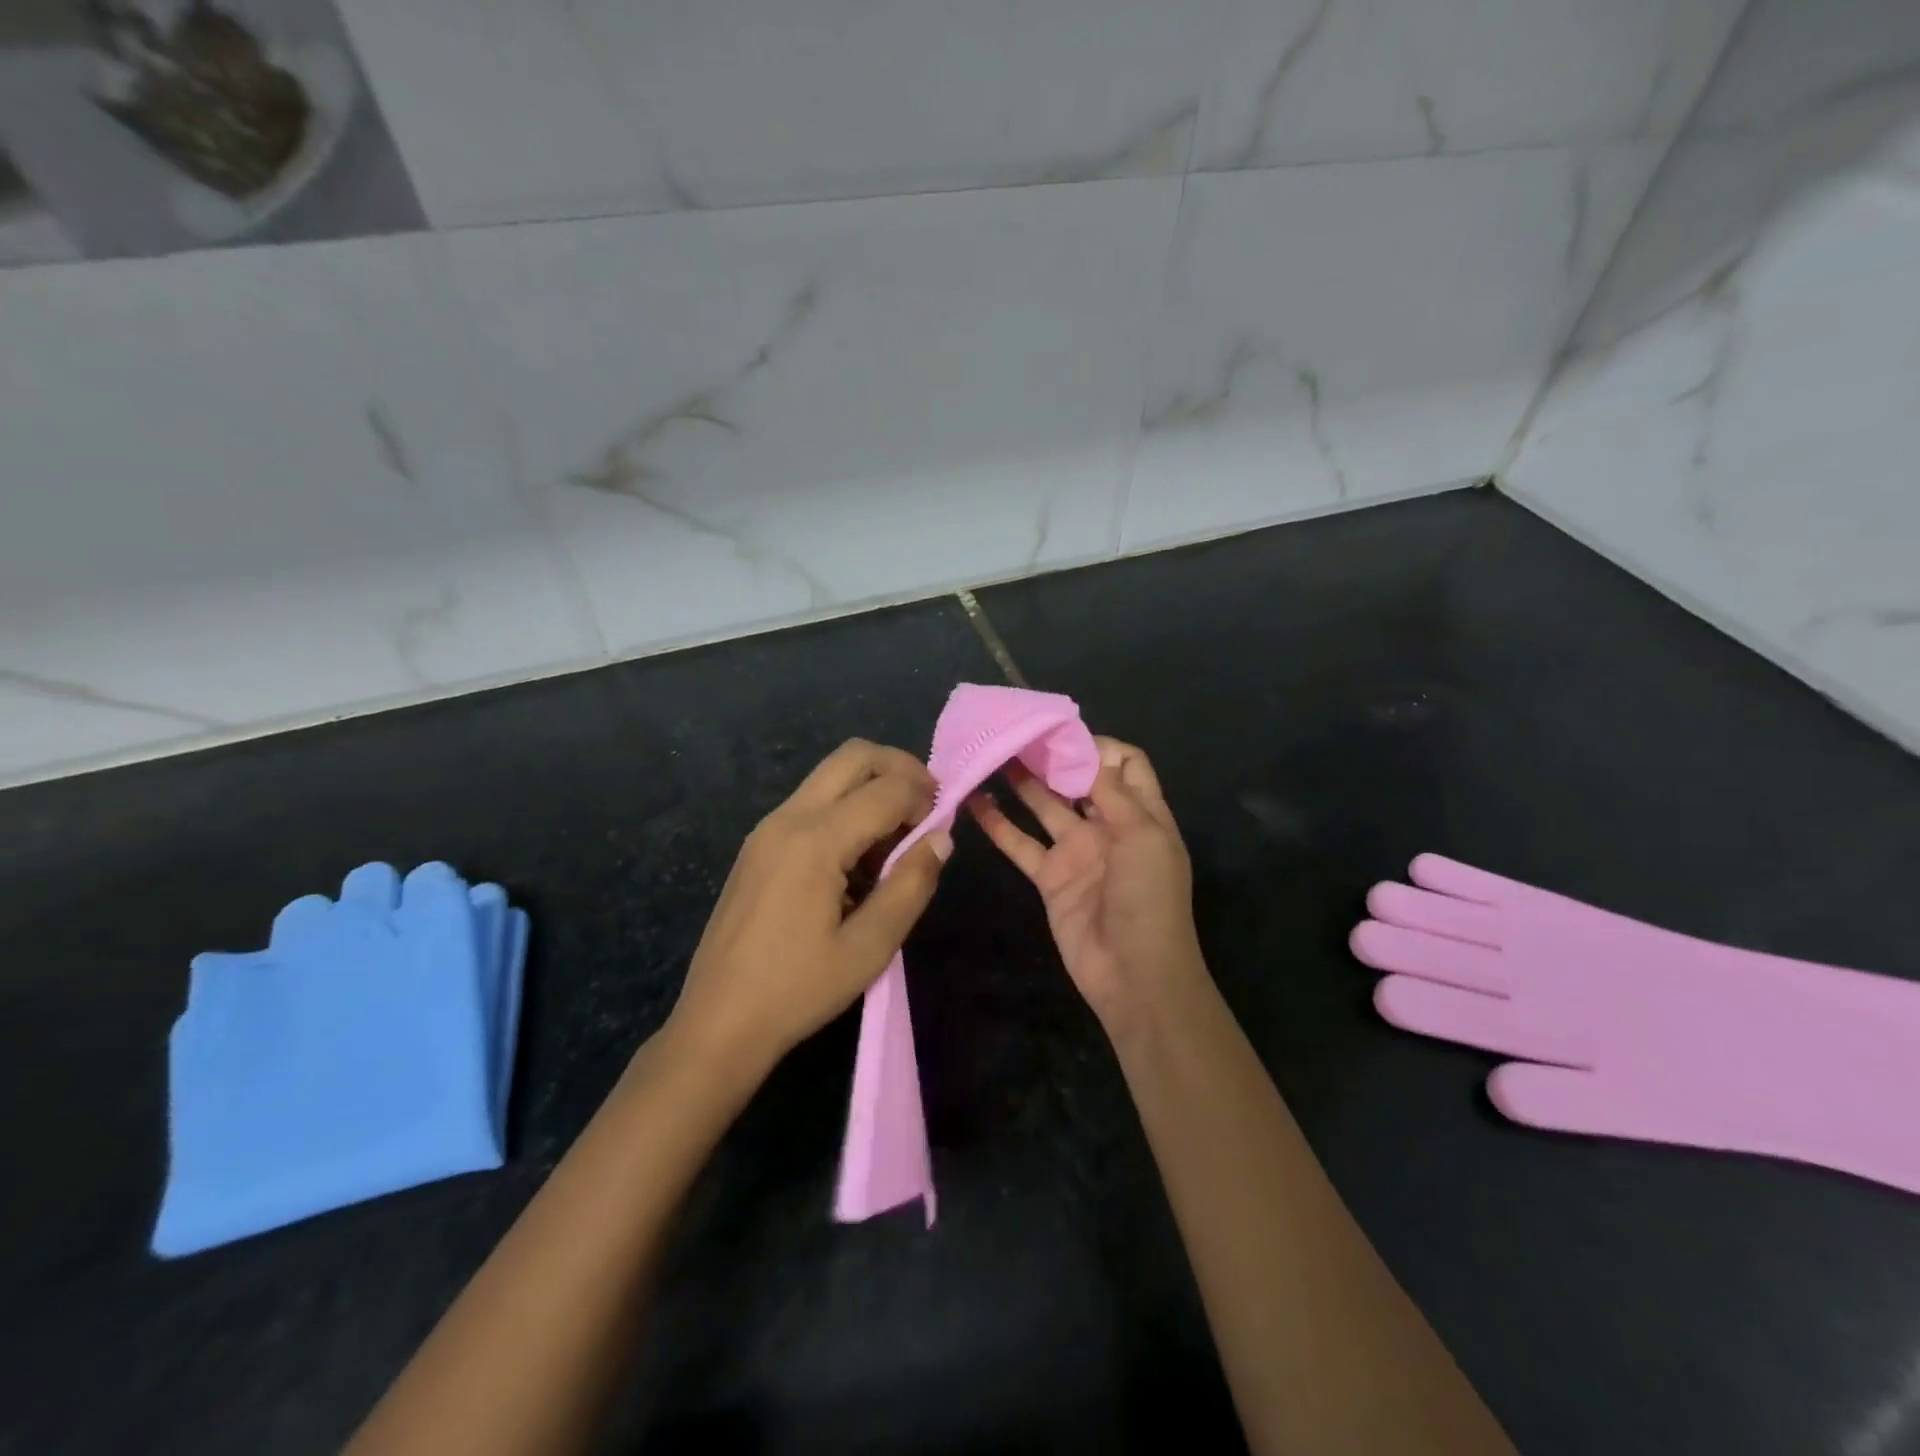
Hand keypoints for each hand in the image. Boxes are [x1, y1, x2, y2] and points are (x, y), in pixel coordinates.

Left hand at [667, 740, 951, 1080]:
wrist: (718, 1022)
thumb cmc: (798, 989)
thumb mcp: (870, 947)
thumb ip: (911, 885)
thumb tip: (940, 838)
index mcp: (815, 841)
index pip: (886, 789)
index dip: (925, 798)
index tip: (943, 826)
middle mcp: (788, 818)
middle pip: (854, 756)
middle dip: (900, 769)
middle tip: (927, 805)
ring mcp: (767, 828)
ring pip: (830, 775)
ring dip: (872, 788)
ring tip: (894, 842)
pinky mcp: (758, 845)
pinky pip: (811, 802)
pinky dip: (846, 808)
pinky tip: (857, 861)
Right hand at [969, 737, 1206, 1036]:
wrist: (1135, 976)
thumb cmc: (1149, 900)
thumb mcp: (1143, 839)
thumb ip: (1114, 794)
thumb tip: (1091, 752)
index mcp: (1142, 814)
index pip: (1125, 765)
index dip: (1098, 747)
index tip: (1062, 736)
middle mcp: (1109, 826)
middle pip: (1080, 780)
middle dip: (1053, 757)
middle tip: (1017, 735)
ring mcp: (1077, 851)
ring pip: (1045, 806)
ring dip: (1023, 783)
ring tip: (993, 754)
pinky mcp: (1050, 878)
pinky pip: (1021, 844)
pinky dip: (998, 824)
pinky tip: (974, 802)